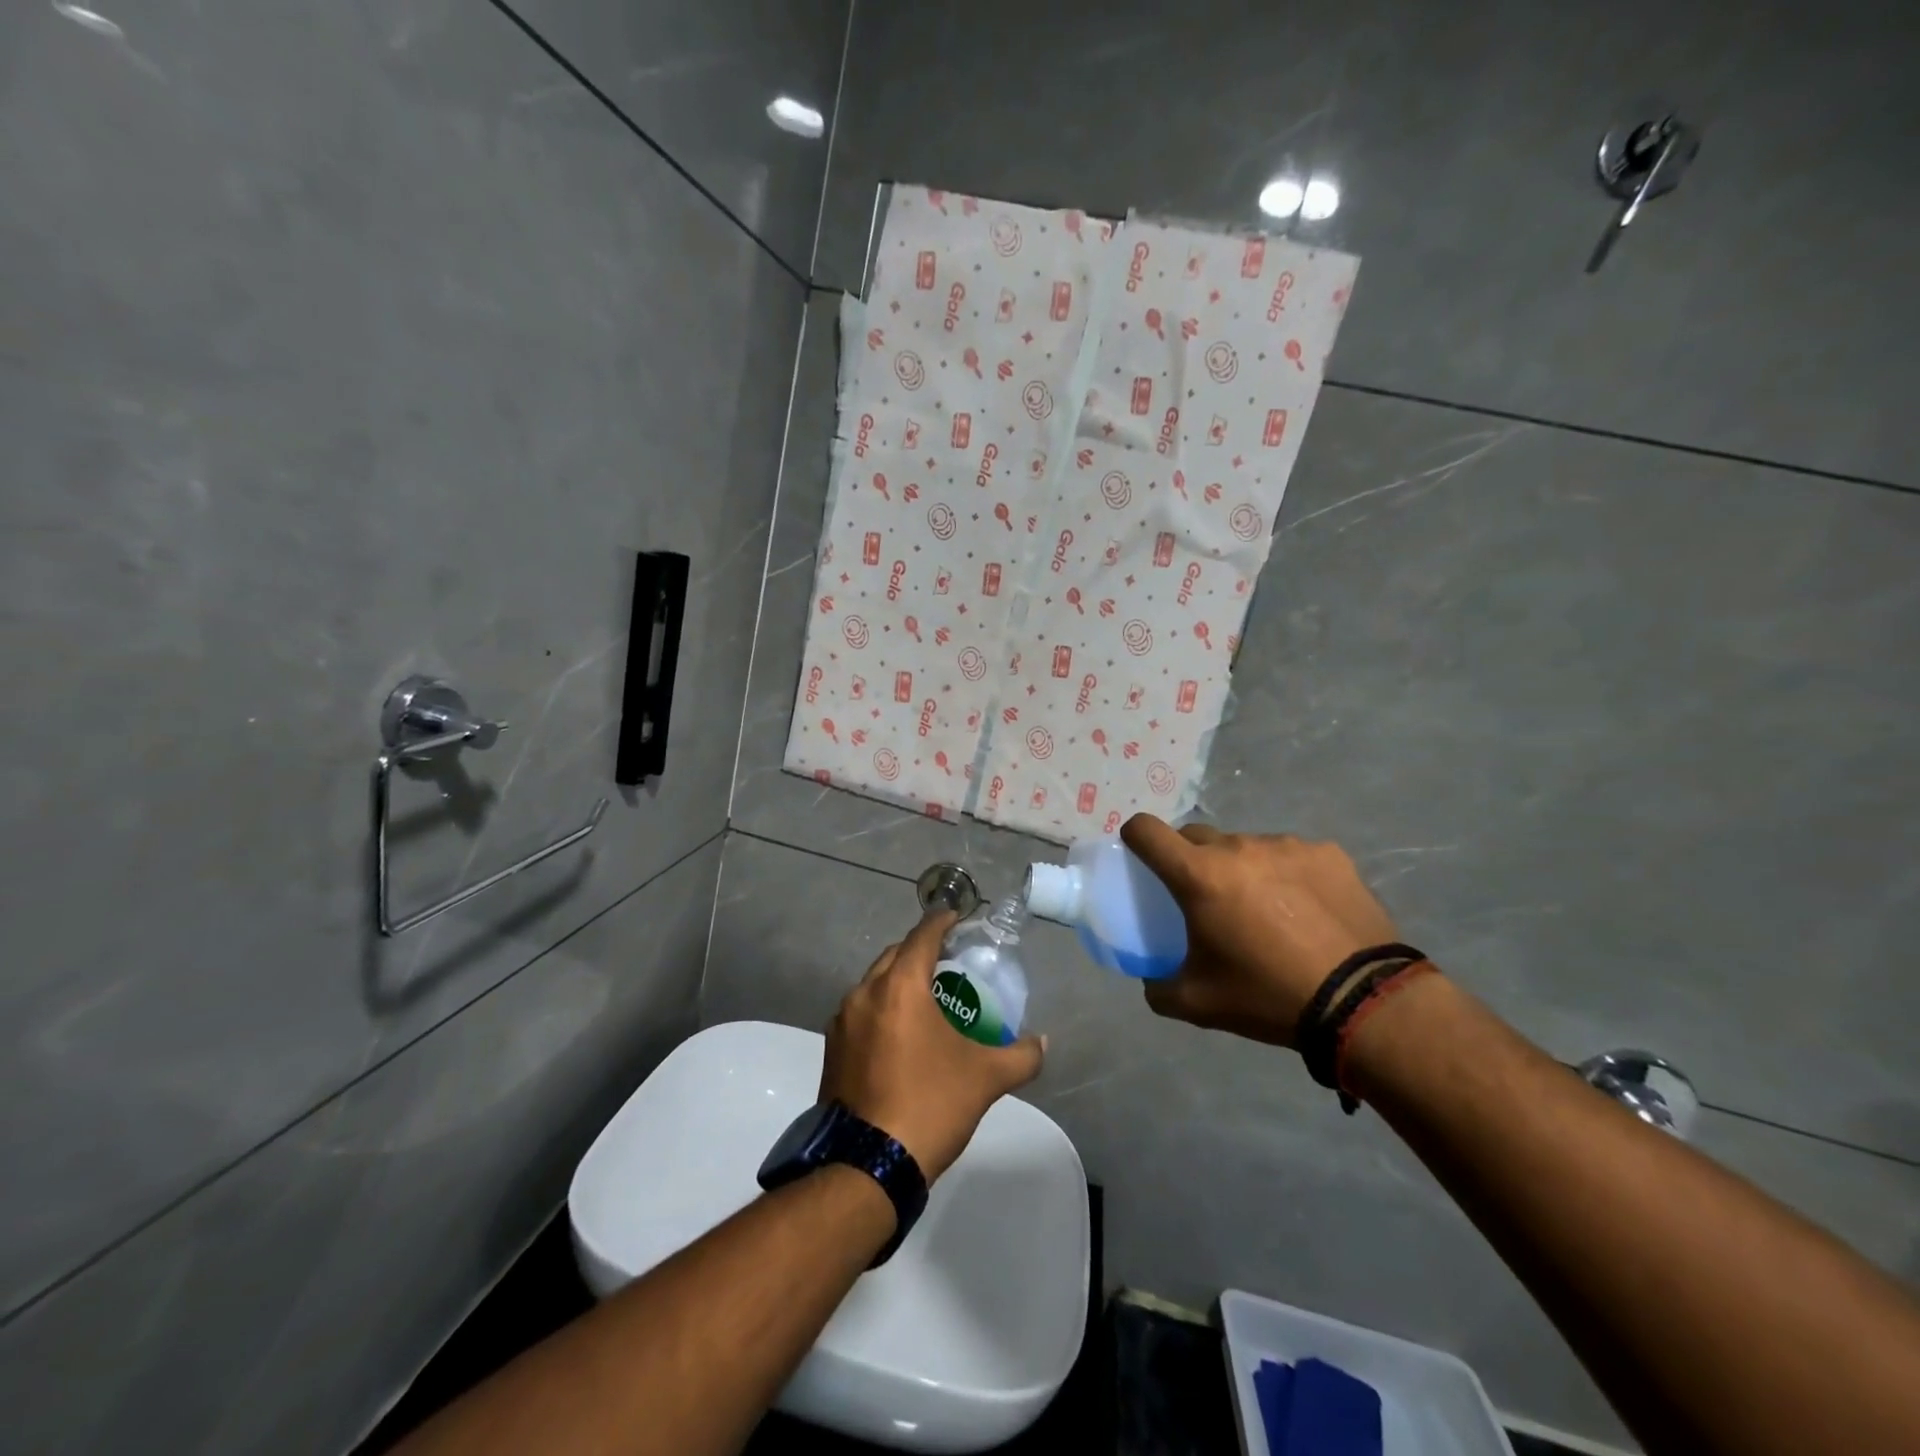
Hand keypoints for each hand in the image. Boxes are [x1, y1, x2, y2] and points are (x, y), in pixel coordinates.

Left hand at [820, 911, 1045, 1181]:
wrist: (868, 1165)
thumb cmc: (930, 1104)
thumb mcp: (984, 1078)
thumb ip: (1020, 1055)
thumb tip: (1042, 1043)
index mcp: (899, 986)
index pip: (922, 936)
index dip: (942, 922)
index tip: (957, 917)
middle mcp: (864, 993)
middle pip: (895, 956)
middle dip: (920, 951)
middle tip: (948, 961)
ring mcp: (842, 1022)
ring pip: (873, 984)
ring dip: (898, 981)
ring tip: (926, 998)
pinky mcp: (832, 1049)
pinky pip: (860, 1012)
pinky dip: (881, 1008)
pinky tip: (900, 1034)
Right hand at [1121, 815, 1401, 1046]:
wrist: (1364, 1003)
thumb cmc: (1268, 996)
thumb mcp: (1197, 1003)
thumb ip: (1158, 986)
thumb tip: (1151, 977)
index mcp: (1199, 875)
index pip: (1146, 830)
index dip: (1134, 838)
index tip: (1140, 857)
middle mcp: (1238, 846)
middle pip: (1196, 837)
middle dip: (1190, 860)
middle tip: (1207, 898)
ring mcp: (1286, 845)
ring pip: (1245, 846)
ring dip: (1241, 868)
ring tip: (1265, 910)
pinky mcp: (1328, 853)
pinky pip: (1290, 855)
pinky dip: (1286, 874)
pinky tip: (1306, 910)